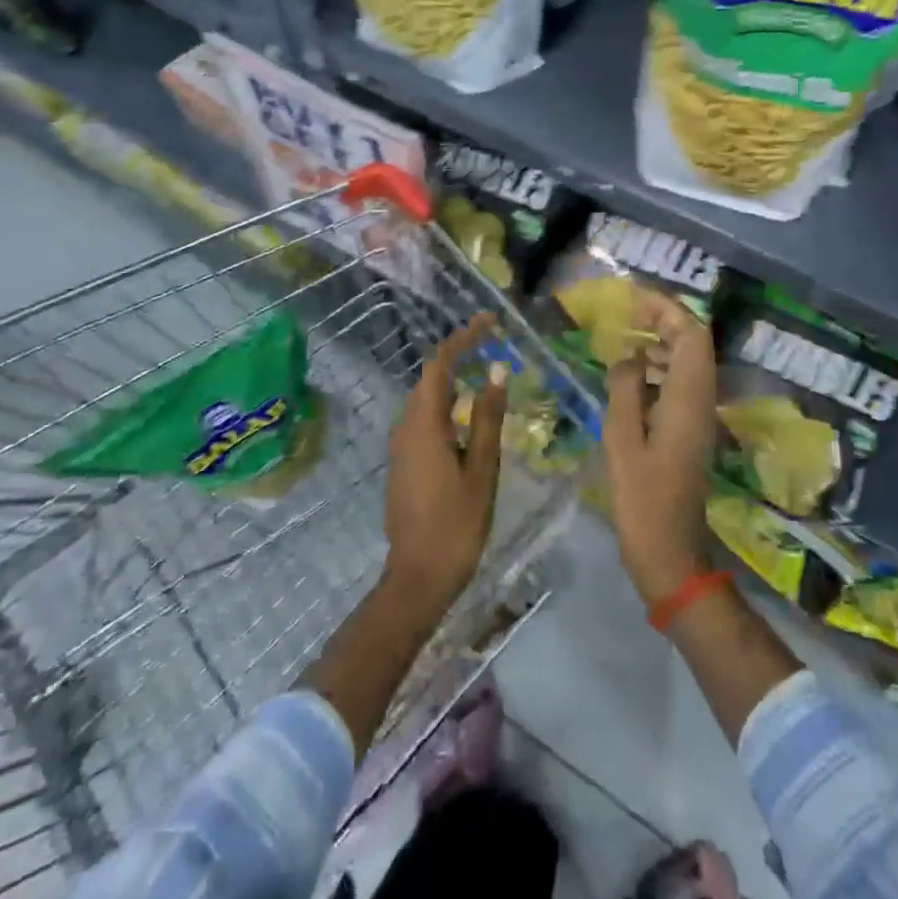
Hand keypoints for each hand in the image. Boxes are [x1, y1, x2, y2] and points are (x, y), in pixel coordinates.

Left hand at [383, 314, 505, 619]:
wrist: (417, 577)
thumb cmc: (456, 523)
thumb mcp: (482, 468)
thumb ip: (488, 417)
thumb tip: (496, 371)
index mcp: (424, 423)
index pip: (441, 363)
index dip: (464, 337)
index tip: (490, 321)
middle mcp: (406, 426)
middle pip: (431, 377)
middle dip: (460, 353)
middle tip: (493, 342)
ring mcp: (401, 445)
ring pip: (427, 398)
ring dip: (454, 380)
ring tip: (486, 372)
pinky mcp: (404, 462)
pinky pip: (425, 419)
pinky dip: (448, 404)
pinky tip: (469, 415)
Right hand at [602, 290, 719, 607]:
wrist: (670, 554)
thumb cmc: (642, 500)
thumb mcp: (622, 441)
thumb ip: (624, 390)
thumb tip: (627, 356)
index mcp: (688, 399)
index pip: (691, 335)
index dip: (667, 309)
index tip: (634, 298)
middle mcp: (701, 401)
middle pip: (694, 344)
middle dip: (665, 320)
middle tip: (627, 314)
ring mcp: (698, 417)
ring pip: (688, 363)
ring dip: (661, 343)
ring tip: (624, 337)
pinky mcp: (690, 431)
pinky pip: (680, 384)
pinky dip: (659, 369)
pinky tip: (629, 376)